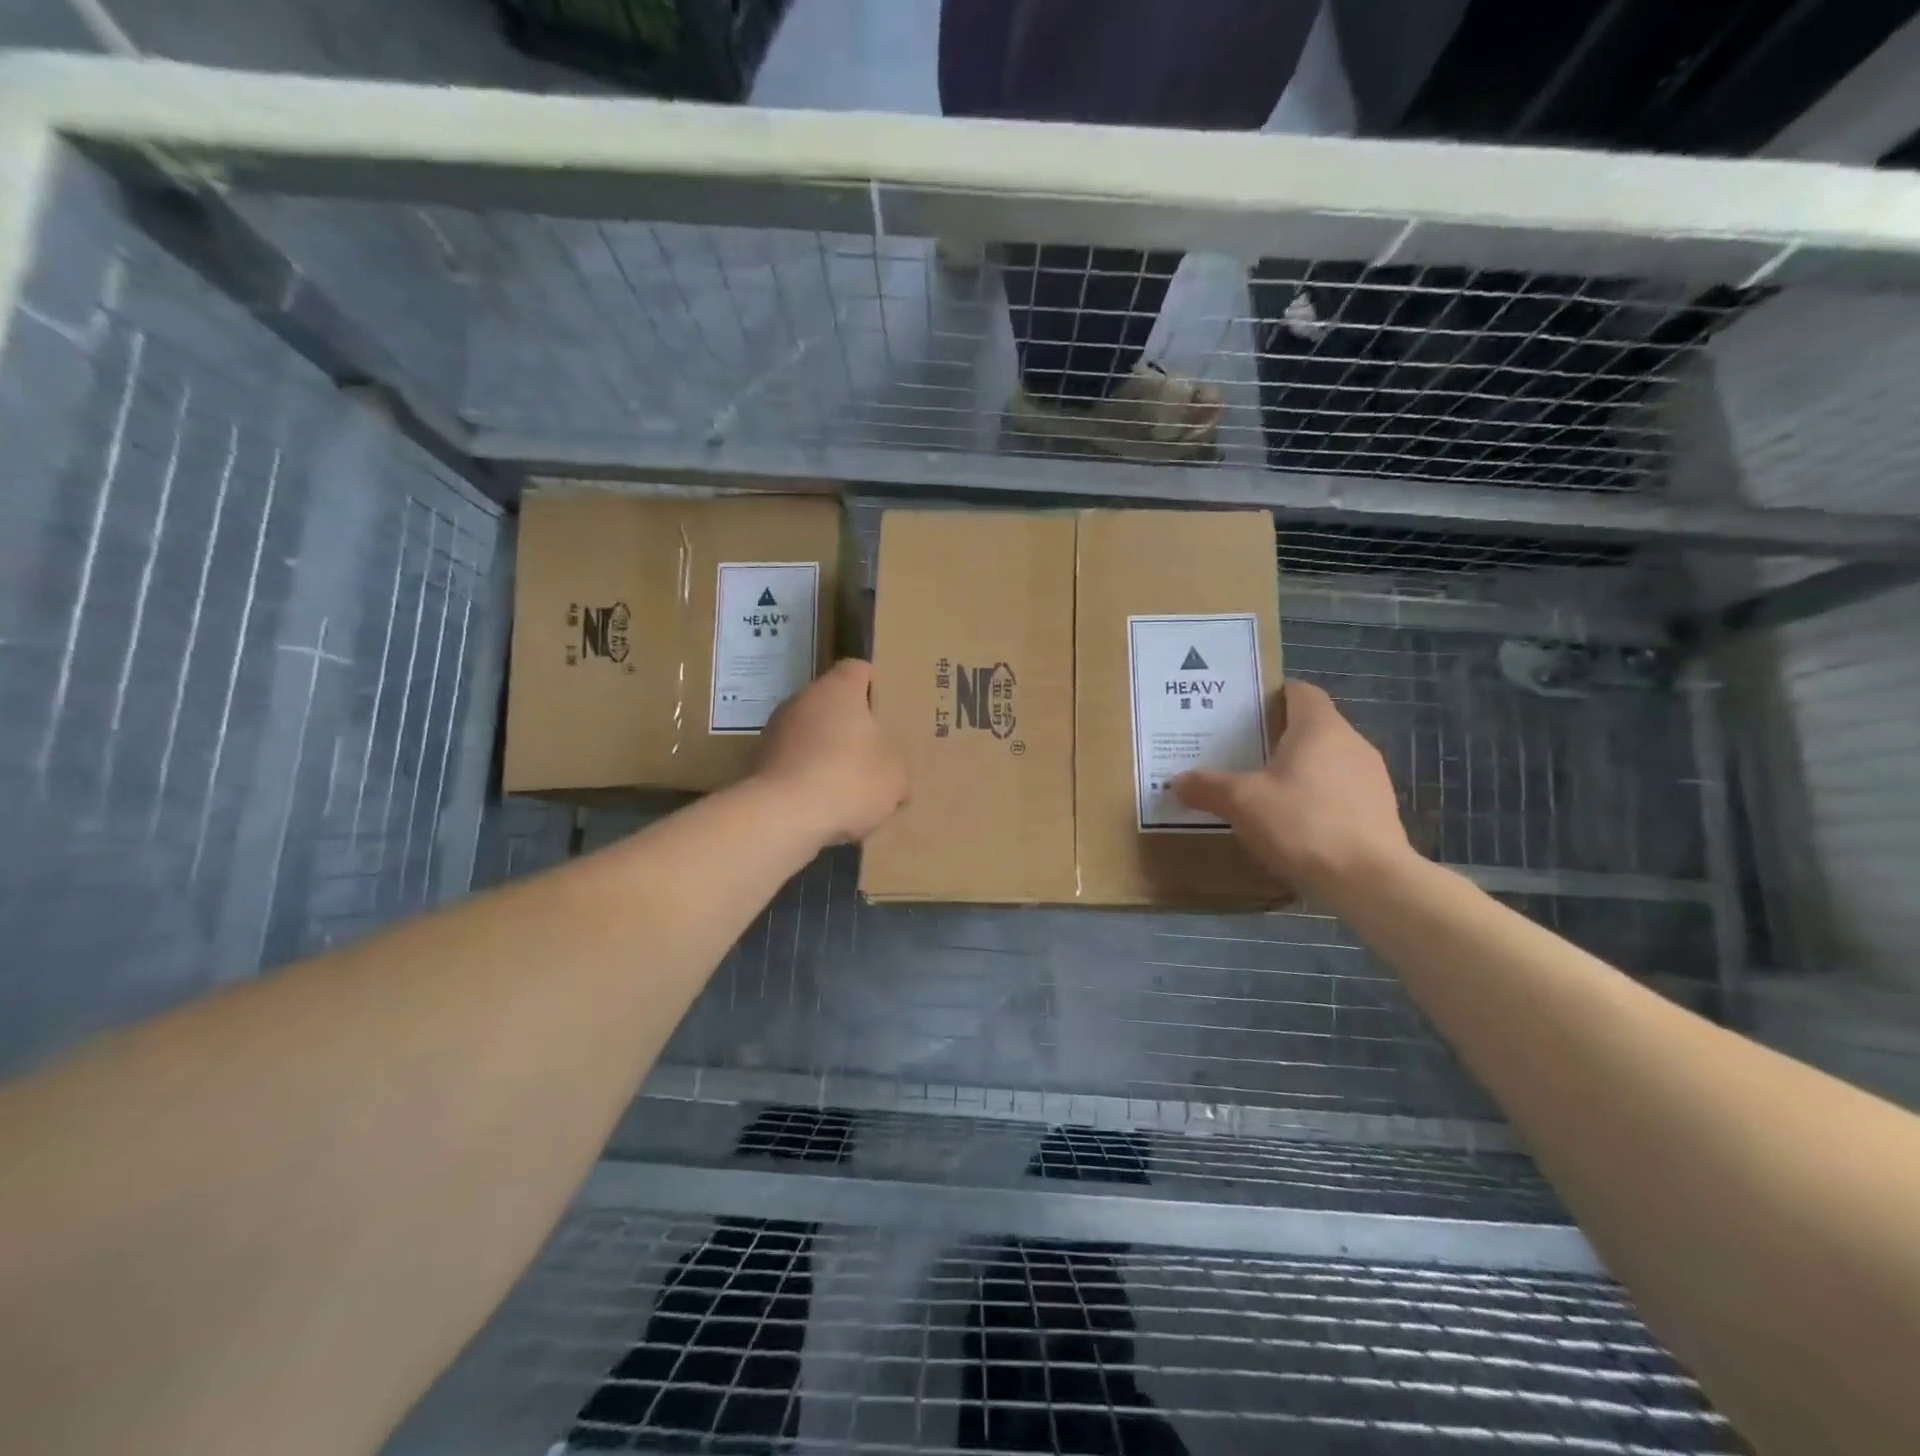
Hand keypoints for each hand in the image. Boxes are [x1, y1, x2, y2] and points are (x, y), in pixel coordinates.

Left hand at [755, 659, 908, 846]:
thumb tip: (897, 783)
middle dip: (849, 722)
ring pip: (808, 730)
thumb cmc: (847, 781)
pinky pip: (790, 758)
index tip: (885, 707)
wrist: (781, 815)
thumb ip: (896, 773)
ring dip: (824, 748)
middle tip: (871, 749)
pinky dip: (803, 772)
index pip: (857, 669)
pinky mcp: (757, 758)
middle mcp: (803, 699)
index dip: (873, 684)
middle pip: (831, 701)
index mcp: (839, 690)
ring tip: (844, 781)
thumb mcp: (893, 782)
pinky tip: (818, 800)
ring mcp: (775, 727)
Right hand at [1172, 681, 1412, 899]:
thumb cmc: (1302, 824)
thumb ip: (1207, 787)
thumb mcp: (1241, 803)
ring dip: (1298, 772)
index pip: (1300, 691)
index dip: (1271, 696)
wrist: (1369, 882)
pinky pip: (1340, 792)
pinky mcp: (1380, 811)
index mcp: (1320, 727)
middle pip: (1311, 727)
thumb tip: (1177, 782)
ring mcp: (1371, 777)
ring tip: (1263, 793)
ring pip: (1326, 761)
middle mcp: (1352, 742)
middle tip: (1239, 755)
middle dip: (1277, 738)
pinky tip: (1293, 825)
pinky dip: (1316, 800)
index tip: (1242, 714)